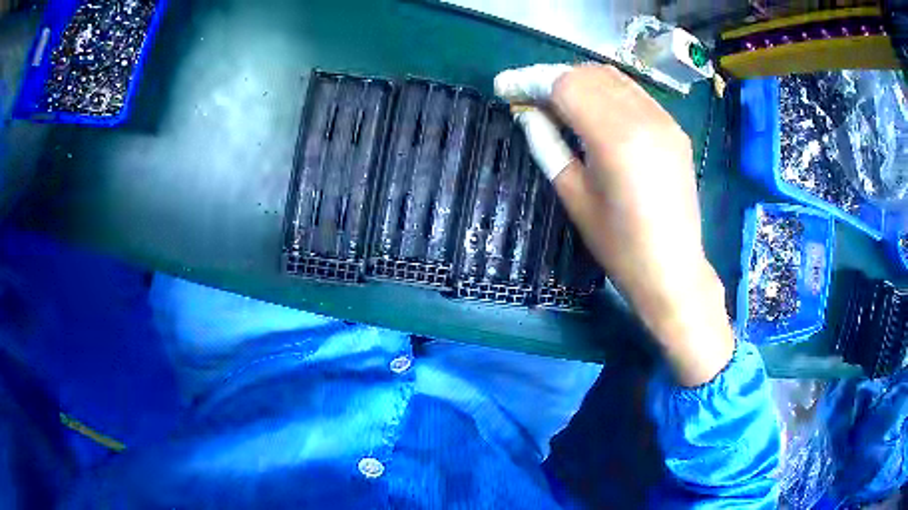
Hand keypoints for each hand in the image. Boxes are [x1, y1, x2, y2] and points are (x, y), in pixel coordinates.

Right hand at [495, 64, 732, 386]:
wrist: (673, 269)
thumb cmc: (619, 245)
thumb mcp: (574, 197)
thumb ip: (547, 145)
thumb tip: (527, 113)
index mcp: (616, 138)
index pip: (566, 85)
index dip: (530, 81)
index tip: (504, 87)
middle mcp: (644, 117)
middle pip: (588, 74)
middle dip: (552, 78)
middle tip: (527, 96)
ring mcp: (665, 120)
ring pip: (612, 77)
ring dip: (578, 81)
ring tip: (555, 100)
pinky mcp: (674, 128)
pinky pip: (633, 93)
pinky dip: (605, 91)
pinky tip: (592, 108)